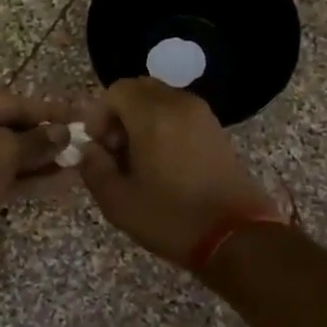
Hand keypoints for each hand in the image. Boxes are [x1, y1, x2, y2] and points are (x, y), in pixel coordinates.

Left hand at [0, 91, 73, 264]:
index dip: (48, 110)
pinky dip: (30, 179)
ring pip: (11, 156)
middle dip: (47, 137)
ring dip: (43, 160)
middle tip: (84, 140)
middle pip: (12, 128)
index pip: (13, 103)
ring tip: (80, 162)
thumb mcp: (1, 151)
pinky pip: (5, 177)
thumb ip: (35, 141)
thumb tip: (63, 134)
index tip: (80, 114)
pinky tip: (62, 181)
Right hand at [77, 78, 280, 266]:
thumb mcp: (118, 202)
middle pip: (140, 89)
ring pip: (161, 100)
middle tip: (116, 150)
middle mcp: (179, 105)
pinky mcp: (217, 131)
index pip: (116, 90)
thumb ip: (94, 168)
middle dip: (120, 114)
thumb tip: (88, 150)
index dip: (99, 115)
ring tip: (139, 159)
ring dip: (143, 120)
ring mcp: (203, 116)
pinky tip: (164, 163)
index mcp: (153, 117)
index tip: (99, 147)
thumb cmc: (172, 219)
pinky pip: (181, 113)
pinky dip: (165, 126)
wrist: (237, 237)